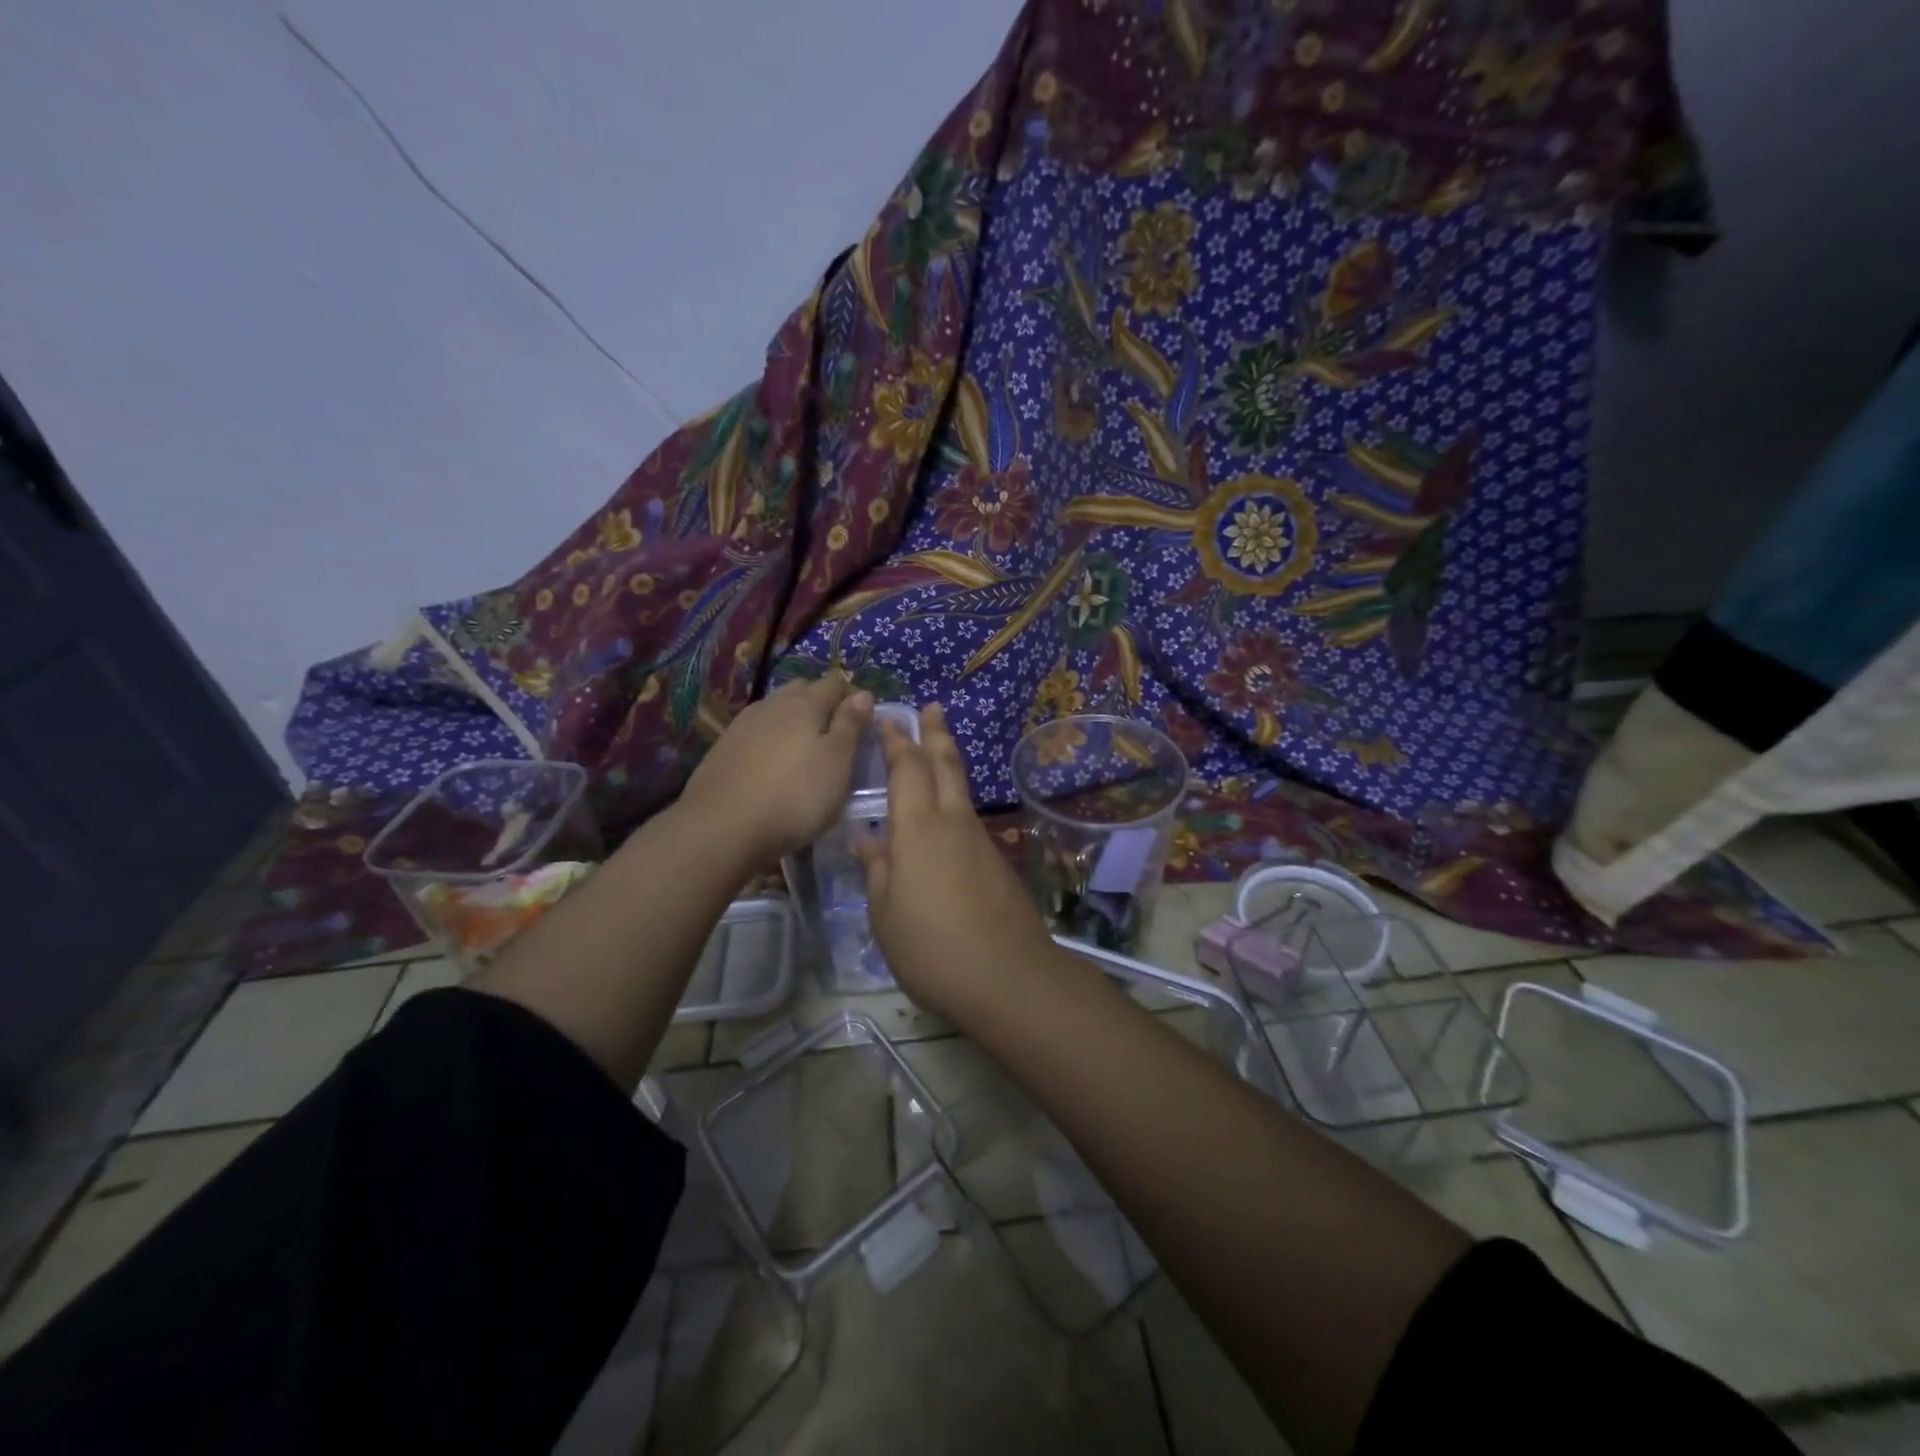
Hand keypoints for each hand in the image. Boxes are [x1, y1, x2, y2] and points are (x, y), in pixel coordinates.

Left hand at [679, 675, 873, 863]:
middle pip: (803, 691)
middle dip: (822, 703)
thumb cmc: (794, 795)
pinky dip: (772, 740)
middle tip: (837, 734)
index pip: (835, 683)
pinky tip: (774, 764)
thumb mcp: (837, 762)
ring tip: (806, 750)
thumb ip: (851, 725)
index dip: (853, 697)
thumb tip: (864, 694)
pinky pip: (757, 732)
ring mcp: (743, 725)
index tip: (865, 722)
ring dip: (794, 721)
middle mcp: (772, 704)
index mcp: (805, 703)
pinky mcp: (724, 749)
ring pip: (777, 710)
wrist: (721, 827)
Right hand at [854, 704, 1058, 1019]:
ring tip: (937, 752)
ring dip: (948, 764)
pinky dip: (955, 803)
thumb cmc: (931, 945)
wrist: (1009, 976)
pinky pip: (969, 820)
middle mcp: (953, 821)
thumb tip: (864, 839)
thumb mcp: (886, 912)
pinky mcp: (997, 863)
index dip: (897, 741)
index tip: (889, 718)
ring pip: (961, 790)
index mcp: (918, 827)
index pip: (907, 769)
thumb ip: (876, 870)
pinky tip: (945, 820)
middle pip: (946, 765)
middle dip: (936, 734)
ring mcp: (980, 841)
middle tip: (933, 708)